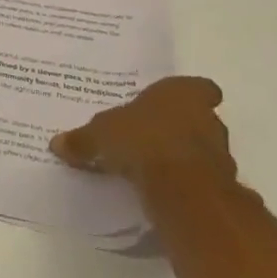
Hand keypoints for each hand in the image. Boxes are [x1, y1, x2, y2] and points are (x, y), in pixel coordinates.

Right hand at [49, 76, 234, 190]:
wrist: (181, 188)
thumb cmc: (141, 140)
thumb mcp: (99, 136)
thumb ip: (82, 140)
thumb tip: (56, 143)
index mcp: (181, 94)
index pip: (199, 88)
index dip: (189, 95)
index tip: (171, 105)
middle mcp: (207, 118)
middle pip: (199, 119)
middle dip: (179, 127)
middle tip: (150, 135)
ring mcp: (218, 153)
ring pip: (201, 149)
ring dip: (182, 156)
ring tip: (152, 166)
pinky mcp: (220, 185)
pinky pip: (199, 178)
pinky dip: (184, 183)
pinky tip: (161, 189)